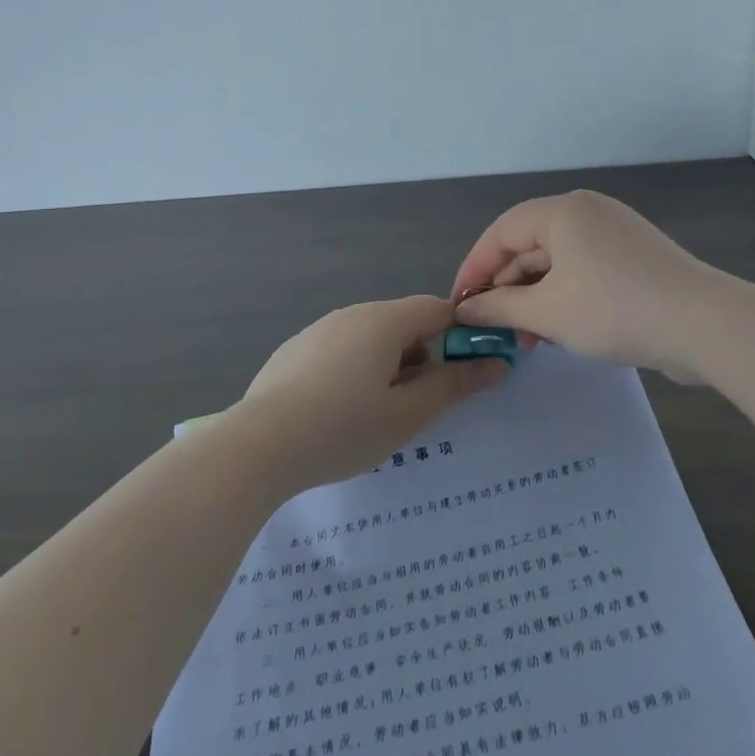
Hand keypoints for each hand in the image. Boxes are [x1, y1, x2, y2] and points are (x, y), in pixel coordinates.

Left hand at [227, 296, 507, 490]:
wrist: (257, 446)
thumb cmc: (343, 428)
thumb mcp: (408, 414)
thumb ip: (455, 385)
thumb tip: (496, 363)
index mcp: (384, 321)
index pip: (437, 309)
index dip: (462, 334)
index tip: (470, 370)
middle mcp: (351, 314)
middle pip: (403, 324)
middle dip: (422, 358)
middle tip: (421, 406)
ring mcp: (318, 331)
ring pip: (370, 340)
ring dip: (388, 367)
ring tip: (378, 416)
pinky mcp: (293, 351)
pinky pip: (340, 352)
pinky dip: (354, 373)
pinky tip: (338, 414)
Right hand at [450, 190, 713, 382]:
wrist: (703, 325)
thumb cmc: (614, 309)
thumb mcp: (547, 312)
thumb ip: (499, 308)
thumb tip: (465, 310)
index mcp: (562, 212)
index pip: (501, 232)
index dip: (474, 268)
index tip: (458, 304)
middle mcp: (587, 213)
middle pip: (529, 245)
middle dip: (505, 287)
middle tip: (489, 327)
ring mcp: (615, 235)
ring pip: (557, 262)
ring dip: (533, 297)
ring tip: (520, 338)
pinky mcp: (635, 259)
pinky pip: (584, 271)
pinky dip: (563, 297)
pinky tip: (554, 330)